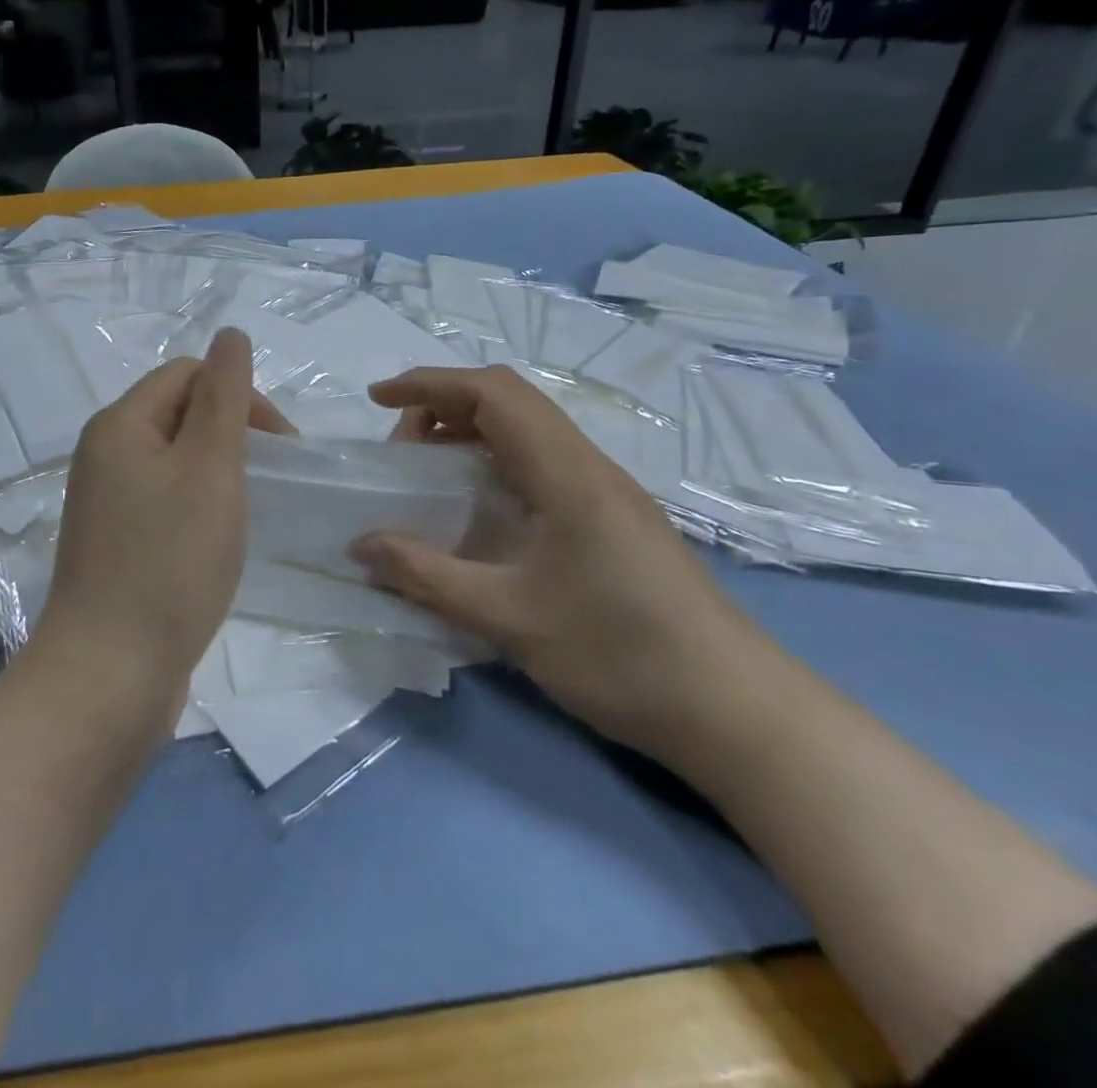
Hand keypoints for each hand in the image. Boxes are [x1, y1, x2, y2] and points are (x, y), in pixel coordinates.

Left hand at [37, 328, 290, 697]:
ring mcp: (105, 502)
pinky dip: (198, 507)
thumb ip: (224, 397)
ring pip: (175, 461)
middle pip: (179, 414)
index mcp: (119, 425)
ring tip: (245, 512)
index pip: (188, 375)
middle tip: (267, 480)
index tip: (279, 447)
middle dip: (231, 434)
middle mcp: (103, 454)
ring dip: (218, 473)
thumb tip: (230, 334)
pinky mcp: (114, 543)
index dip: (239, 396)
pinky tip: (216, 542)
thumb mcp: (209, 468)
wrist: (110, 674)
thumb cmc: (169, 562)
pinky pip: (164, 501)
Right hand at [349, 365, 767, 754]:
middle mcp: (589, 466)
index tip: (377, 400)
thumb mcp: (509, 619)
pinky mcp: (614, 518)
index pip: (493, 393)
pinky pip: (543, 463)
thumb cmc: (621, 656)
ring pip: (528, 431)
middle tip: (401, 450)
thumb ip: (427, 576)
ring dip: (471, 433)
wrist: (737, 712)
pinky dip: (496, 462)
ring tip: (430, 473)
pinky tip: (480, 508)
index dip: (429, 384)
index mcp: (568, 473)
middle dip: (443, 406)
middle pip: (510, 400)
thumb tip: (360, 546)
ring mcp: (607, 491)